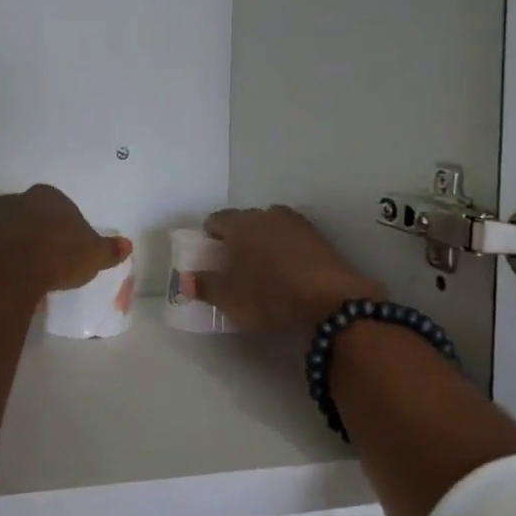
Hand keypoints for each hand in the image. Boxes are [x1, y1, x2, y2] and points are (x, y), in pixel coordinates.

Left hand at [0, 185, 131, 302]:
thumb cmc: (58, 254)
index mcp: (47, 195)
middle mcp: (17, 201)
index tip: (73, 249)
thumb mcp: (93, 255)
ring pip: (11, 231)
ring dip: (20, 246)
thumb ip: (109, 249)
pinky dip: (5, 261)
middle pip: (34, 216)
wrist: (9, 273)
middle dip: (42, 233)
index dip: (69, 227)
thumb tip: (127, 245)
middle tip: (53, 259)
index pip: (62, 207)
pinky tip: (15, 279)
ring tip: (34, 273)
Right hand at [190, 206, 382, 333]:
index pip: (216, 220)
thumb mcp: (231, 299)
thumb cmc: (270, 296)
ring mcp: (295, 223)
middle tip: (234, 265)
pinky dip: (286, 248)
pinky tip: (288, 270)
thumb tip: (185, 280)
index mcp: (240, 224)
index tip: (210, 257)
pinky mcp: (318, 237)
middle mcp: (266, 215)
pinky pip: (292, 237)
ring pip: (270, 226)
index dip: (209, 237)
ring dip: (263, 240)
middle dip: (237, 238)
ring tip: (263, 267)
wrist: (331, 300)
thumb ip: (205, 287)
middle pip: (243, 220)